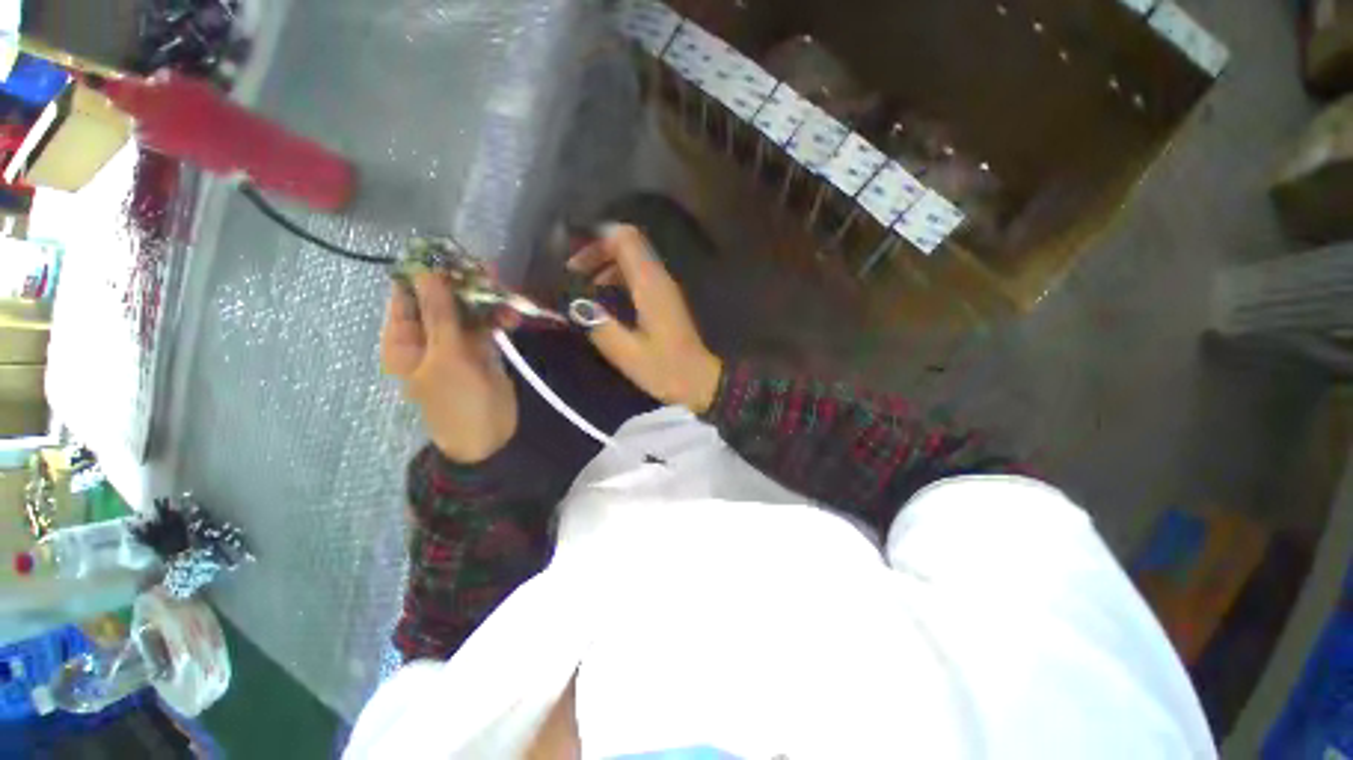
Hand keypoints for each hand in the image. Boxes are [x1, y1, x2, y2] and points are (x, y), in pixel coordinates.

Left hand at [381, 273, 517, 462]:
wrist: (490, 435)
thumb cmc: (459, 400)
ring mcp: (456, 343)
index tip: (451, 256)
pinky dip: (498, 319)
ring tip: (506, 295)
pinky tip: (513, 318)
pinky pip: (486, 326)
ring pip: (468, 310)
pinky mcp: (480, 349)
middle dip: (464, 286)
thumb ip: (439, 314)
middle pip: (442, 299)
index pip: (408, 295)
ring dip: (486, 302)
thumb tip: (426, 272)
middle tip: (488, 272)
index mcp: (405, 339)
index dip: (427, 274)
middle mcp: (428, 336)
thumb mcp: (447, 356)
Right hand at [567, 225, 721, 413]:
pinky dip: (618, 280)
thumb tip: (571, 303)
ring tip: (583, 288)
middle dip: (597, 252)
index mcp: (650, 285)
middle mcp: (660, 279)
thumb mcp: (626, 353)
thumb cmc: (665, 368)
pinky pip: (639, 277)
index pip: (625, 239)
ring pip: (633, 261)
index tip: (573, 259)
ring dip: (606, 267)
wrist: (700, 381)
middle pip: (628, 245)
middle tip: (572, 275)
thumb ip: (598, 324)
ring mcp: (665, 288)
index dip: (597, 240)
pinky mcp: (665, 301)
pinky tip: (604, 301)